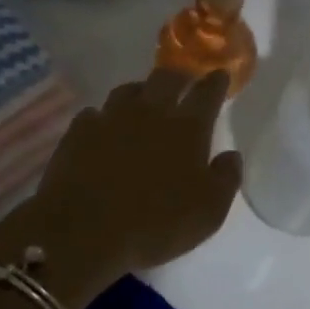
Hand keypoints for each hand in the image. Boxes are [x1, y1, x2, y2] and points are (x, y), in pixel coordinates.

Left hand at [0, 68, 241, 301]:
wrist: (83, 232)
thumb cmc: (155, 225)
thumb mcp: (208, 213)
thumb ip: (225, 179)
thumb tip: (231, 155)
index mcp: (187, 129)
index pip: (207, 93)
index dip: (216, 82)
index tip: (220, 75)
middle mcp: (150, 112)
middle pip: (167, 78)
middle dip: (180, 76)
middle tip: (184, 81)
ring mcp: (110, 118)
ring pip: (128, 90)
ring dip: (141, 91)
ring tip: (144, 100)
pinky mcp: (78, 131)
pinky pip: (95, 113)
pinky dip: (104, 117)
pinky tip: (104, 129)